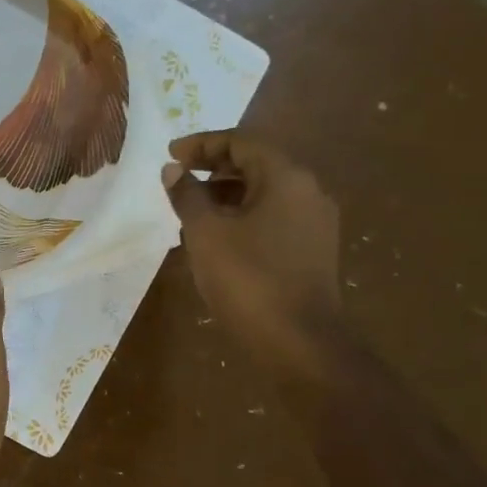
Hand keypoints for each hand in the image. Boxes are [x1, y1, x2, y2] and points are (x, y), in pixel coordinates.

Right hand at [164, 130, 341, 381]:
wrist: (300, 344)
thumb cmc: (249, 280)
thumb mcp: (206, 234)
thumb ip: (187, 195)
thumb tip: (174, 170)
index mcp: (286, 177)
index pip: (242, 142)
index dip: (202, 144)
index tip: (171, 154)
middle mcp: (308, 192)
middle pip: (256, 165)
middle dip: (214, 169)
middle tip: (179, 179)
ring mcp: (315, 224)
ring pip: (265, 194)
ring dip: (227, 195)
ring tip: (191, 211)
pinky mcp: (313, 251)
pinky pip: (273, 219)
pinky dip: (243, 218)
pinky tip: (218, 240)